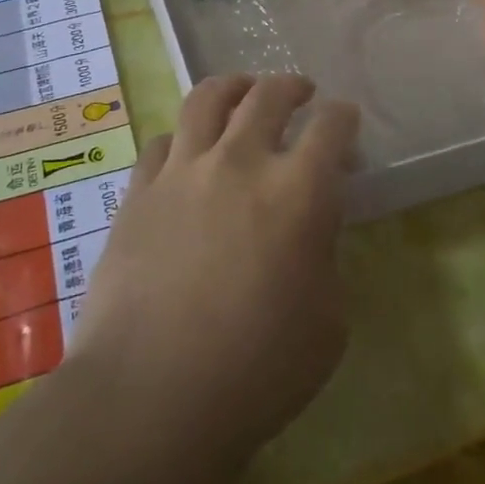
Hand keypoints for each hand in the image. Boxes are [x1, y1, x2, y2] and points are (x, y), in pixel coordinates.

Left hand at [70, 74, 360, 482]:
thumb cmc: (256, 371)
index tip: (346, 122)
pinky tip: (186, 151)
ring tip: (243, 92)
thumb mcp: (328, 322)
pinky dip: (182, 137)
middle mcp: (241, 161)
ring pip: (208, 98)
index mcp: (298, 190)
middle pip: (269, 94)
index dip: (344, 117)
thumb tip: (311, 229)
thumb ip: (326, 258)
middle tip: (300, 93)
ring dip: (235, 87)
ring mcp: (183, 170)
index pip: (331, 125)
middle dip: (292, 86)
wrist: (149, 397)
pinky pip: (162, 141)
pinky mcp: (139, 191)